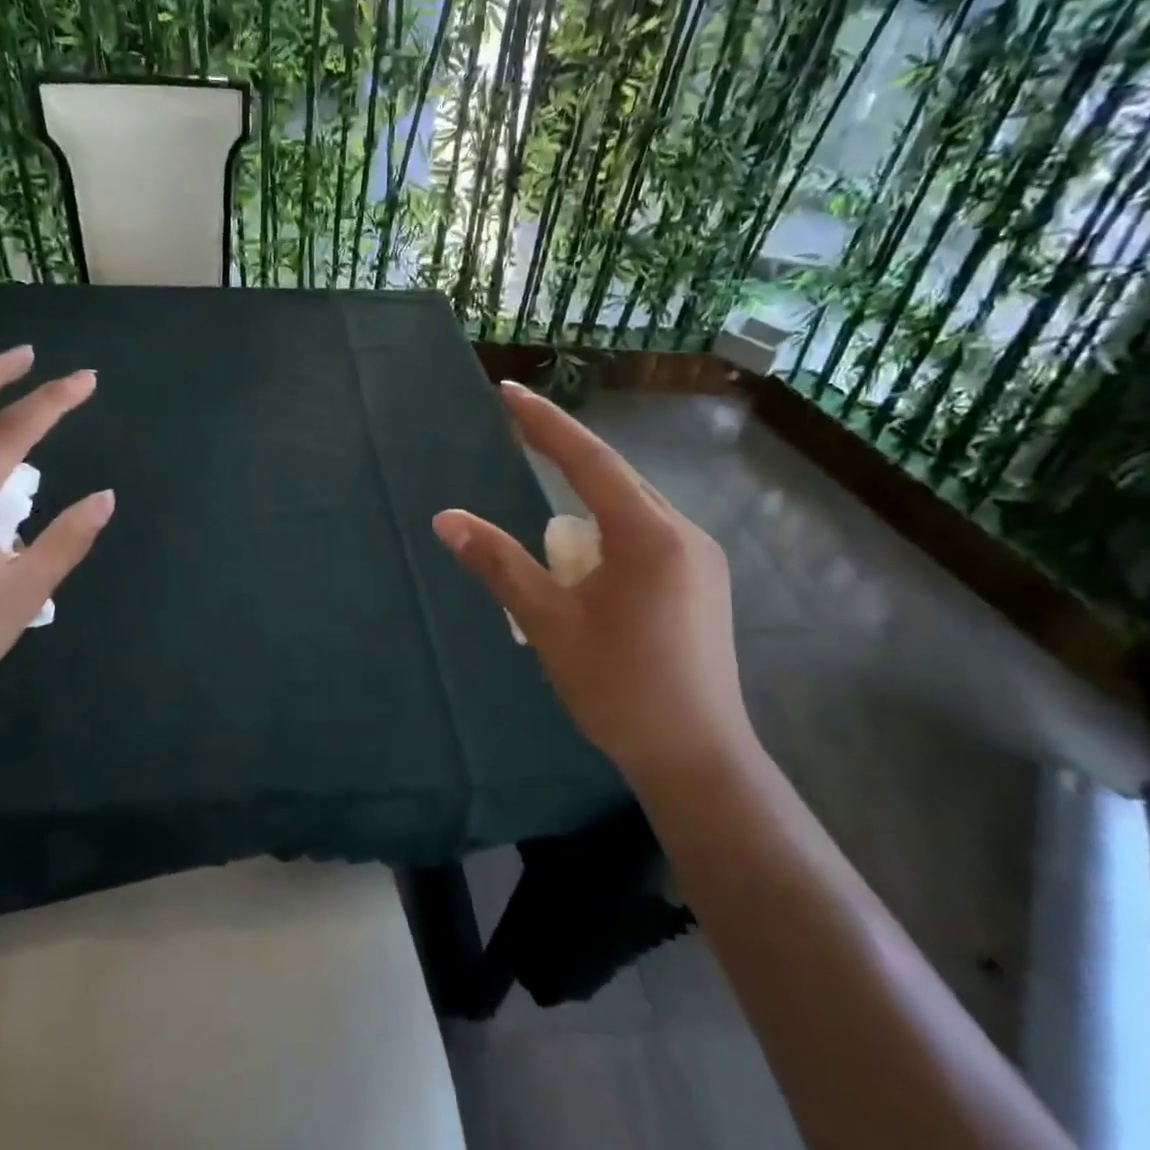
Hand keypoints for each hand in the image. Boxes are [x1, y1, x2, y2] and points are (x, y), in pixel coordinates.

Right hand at [433, 381, 751, 776]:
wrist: (697, 759)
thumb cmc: (618, 689)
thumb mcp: (549, 623)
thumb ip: (499, 564)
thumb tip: (446, 519)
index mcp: (649, 535)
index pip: (588, 460)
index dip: (545, 422)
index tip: (509, 390)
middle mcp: (684, 533)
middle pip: (615, 477)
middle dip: (564, 457)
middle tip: (518, 429)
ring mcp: (701, 558)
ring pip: (632, 508)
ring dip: (587, 501)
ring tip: (547, 515)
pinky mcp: (703, 582)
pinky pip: (647, 534)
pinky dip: (608, 531)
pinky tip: (587, 559)